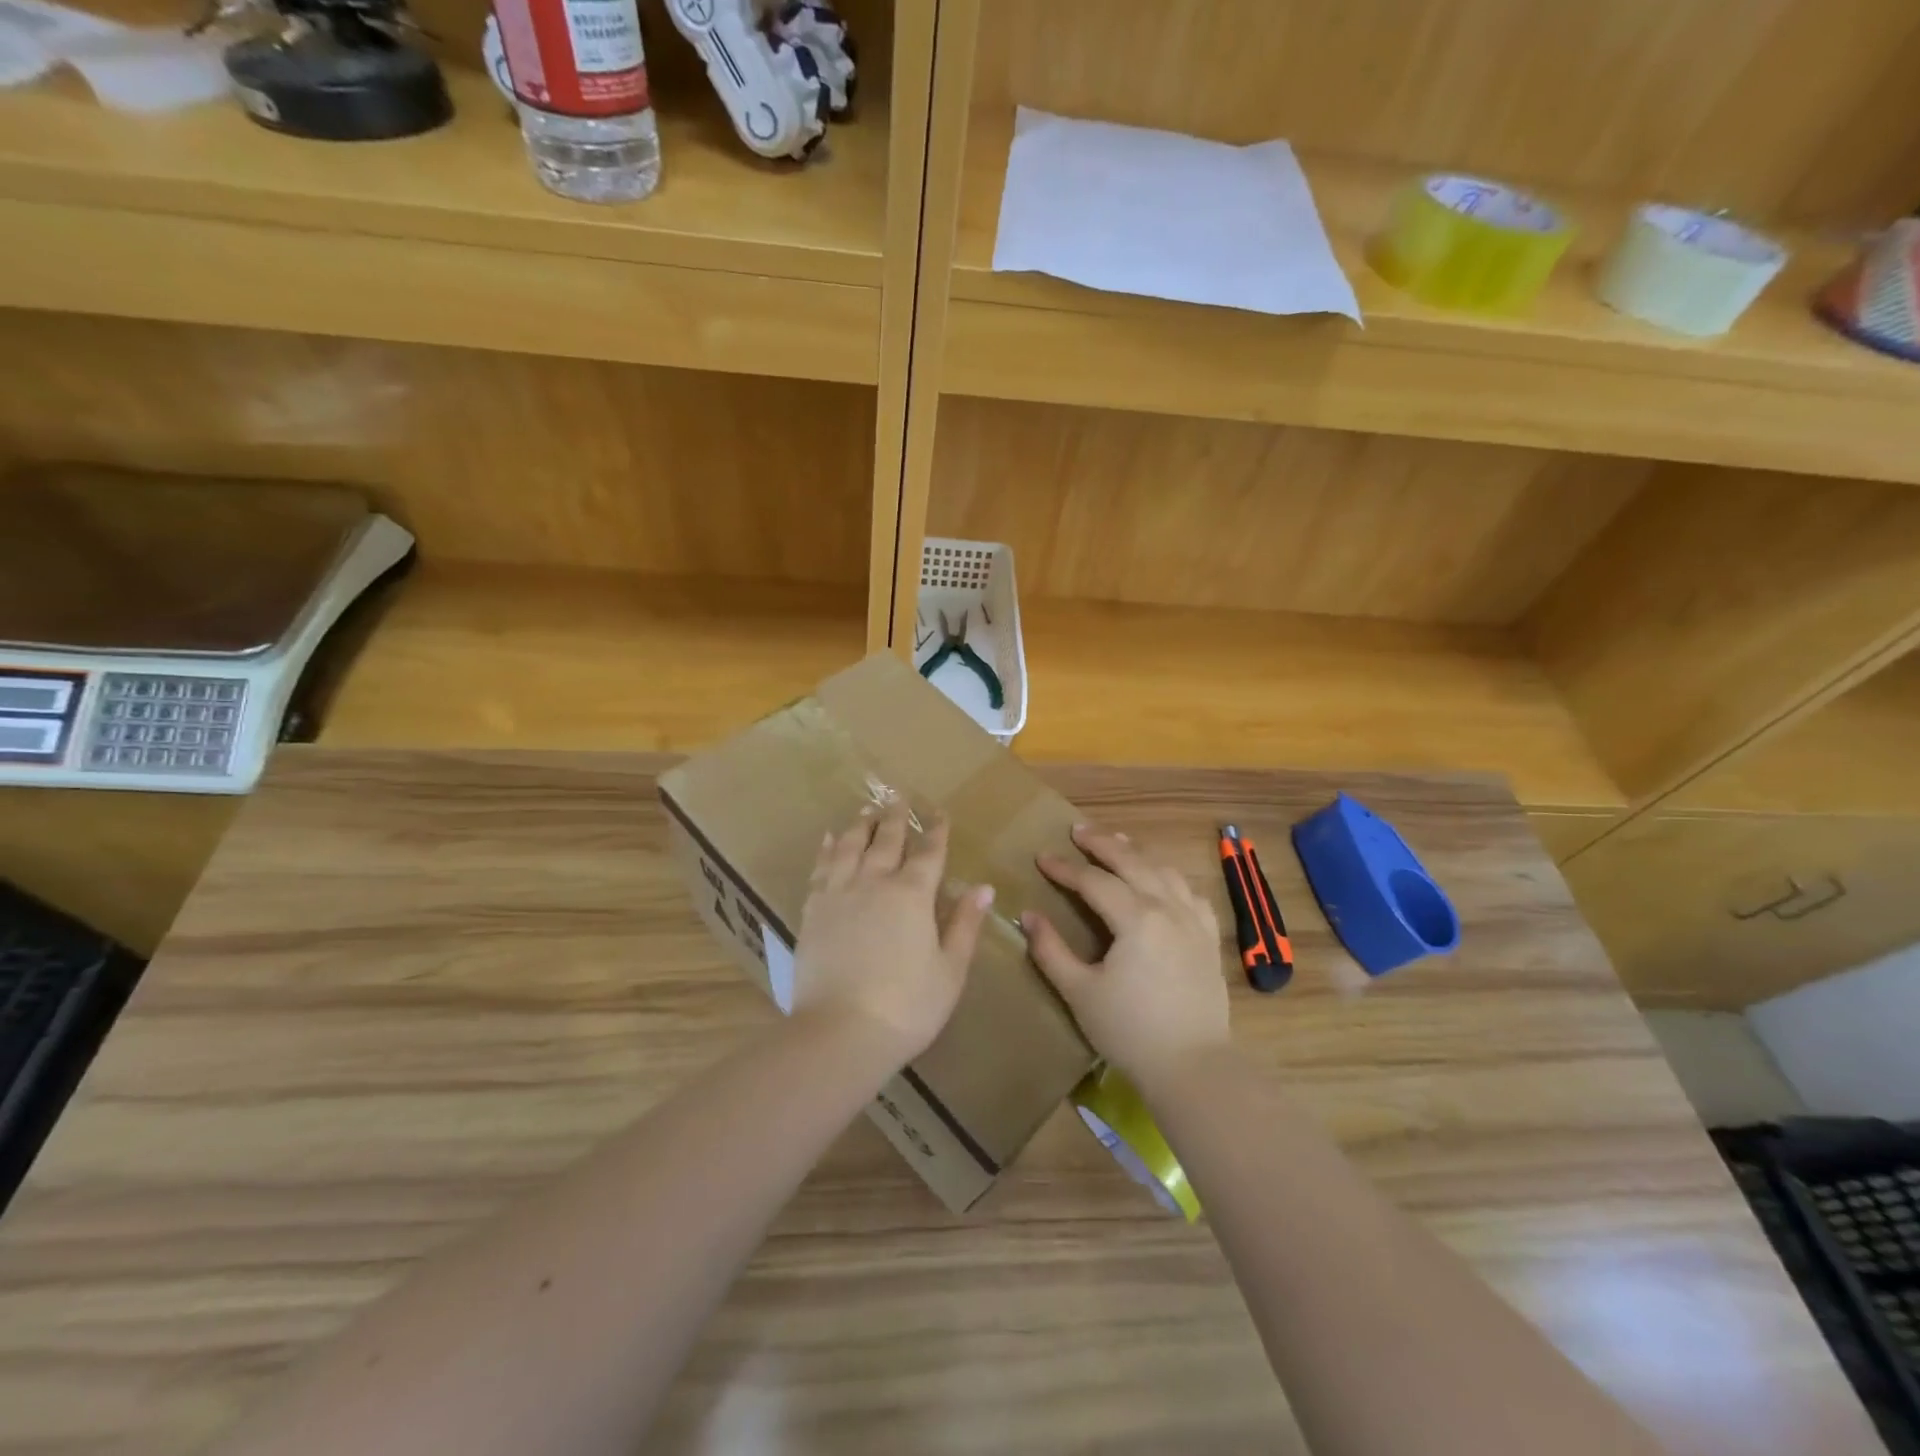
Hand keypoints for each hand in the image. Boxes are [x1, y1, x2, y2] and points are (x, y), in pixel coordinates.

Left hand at [792, 803, 993, 1064]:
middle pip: (886, 840)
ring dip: (860, 825)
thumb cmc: (907, 1006)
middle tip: (898, 797)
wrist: (840, 1032)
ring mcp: (839, 894)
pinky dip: (827, 849)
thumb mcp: (950, 970)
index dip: (936, 831)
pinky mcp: (812, 911)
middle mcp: (874, 882)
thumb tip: (983, 887)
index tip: (939, 813)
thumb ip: (965, 925)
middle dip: (895, 817)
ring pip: (849, 846)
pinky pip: (820, 868)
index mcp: (912, 895)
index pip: (928, 852)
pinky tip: (829, 839)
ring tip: (866, 810)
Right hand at [1022, 824, 1228, 1086]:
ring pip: (1164, 871)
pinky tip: (1162, 879)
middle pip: (1132, 862)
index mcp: (1136, 918)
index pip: (1093, 881)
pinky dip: (1171, 877)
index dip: (1065, 868)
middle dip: (1102, 843)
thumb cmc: (1130, 1031)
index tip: (1042, 857)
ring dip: (1137, 853)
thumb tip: (1027, 915)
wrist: (1193, 1066)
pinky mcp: (1208, 938)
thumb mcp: (1080, 992)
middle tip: (1077, 830)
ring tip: (1117, 842)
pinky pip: (1191, 892)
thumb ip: (1050, 951)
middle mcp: (1167, 908)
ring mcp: (1193, 921)